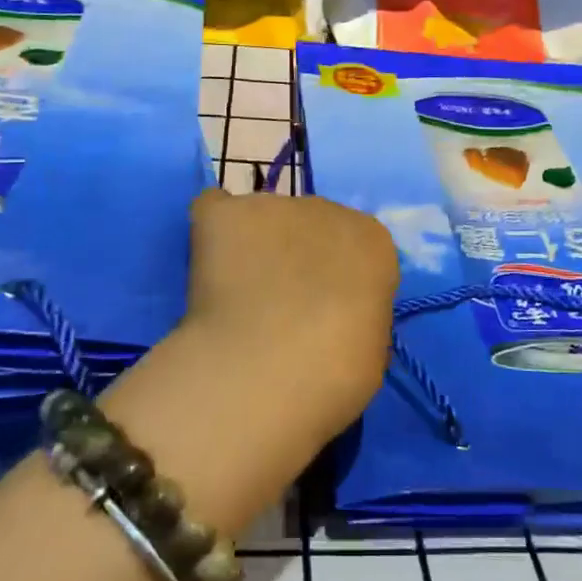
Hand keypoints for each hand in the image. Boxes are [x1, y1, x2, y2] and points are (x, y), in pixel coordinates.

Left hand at [181, 188, 398, 446]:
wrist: (269, 372)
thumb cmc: (335, 375)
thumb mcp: (370, 350)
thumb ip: (357, 315)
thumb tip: (335, 318)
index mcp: (373, 241)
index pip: (355, 246)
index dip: (336, 278)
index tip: (324, 310)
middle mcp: (327, 209)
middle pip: (310, 225)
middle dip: (295, 256)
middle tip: (277, 305)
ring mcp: (273, 205)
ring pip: (263, 218)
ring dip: (255, 246)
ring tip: (236, 295)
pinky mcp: (224, 213)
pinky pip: (214, 210)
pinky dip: (212, 232)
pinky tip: (208, 267)